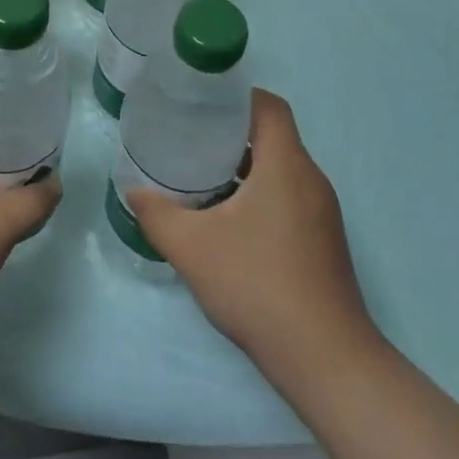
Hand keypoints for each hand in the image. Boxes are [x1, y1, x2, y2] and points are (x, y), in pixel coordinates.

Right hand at [128, 89, 381, 387]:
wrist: (326, 362)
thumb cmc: (259, 287)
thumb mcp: (193, 248)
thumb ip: (157, 215)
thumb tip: (133, 192)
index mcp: (287, 166)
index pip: (269, 106)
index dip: (235, 96)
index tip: (199, 103)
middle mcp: (311, 180)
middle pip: (272, 135)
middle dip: (230, 131)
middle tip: (188, 136)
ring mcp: (322, 213)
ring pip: (280, 168)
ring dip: (243, 165)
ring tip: (200, 174)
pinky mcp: (323, 240)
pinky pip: (288, 195)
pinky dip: (258, 192)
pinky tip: (227, 219)